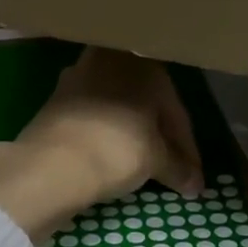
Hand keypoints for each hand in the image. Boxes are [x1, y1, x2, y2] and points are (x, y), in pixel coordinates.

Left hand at [0, 49, 202, 241]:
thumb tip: (195, 184)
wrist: (52, 164)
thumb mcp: (156, 161)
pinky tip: (112, 157)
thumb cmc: (117, 150)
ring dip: (132, 134)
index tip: (193, 177)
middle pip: (146, 105)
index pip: (176, 111)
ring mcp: (78, 77)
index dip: (187, 149)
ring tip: (142, 164)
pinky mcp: (55, 100)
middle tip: (171, 168)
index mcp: (145, 65)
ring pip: (118, 108)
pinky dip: (107, 136)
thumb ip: (178, 168)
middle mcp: (111, 61)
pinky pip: (94, 117)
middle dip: (159, 136)